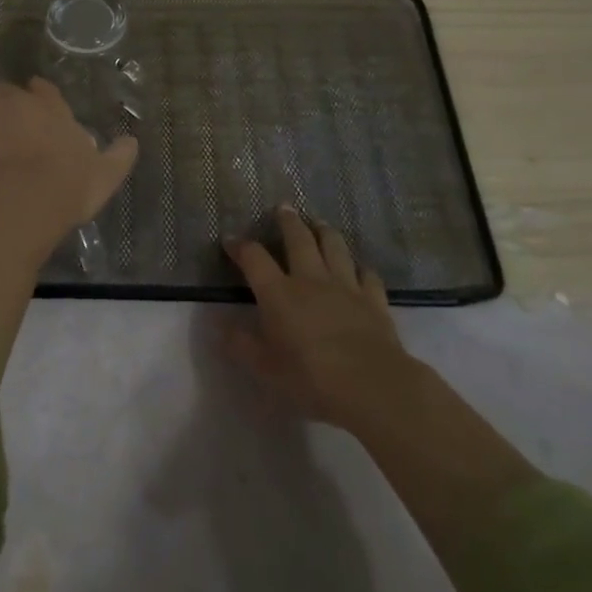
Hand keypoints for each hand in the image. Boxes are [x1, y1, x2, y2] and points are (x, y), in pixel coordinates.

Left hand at [0, 78, 138, 231]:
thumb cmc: (71, 182)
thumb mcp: (106, 173)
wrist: (28, 197)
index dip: (40, 94)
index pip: (44, 89)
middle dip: (9, 104)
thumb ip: (119, 155)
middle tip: (12, 128)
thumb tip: (132, 141)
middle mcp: (20, 104)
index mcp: (52, 109)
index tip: (38, 101)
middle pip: (8, 92)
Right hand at [223, 206, 418, 434]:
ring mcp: (345, 286)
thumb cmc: (311, 377)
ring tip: (319, 222)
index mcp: (279, 293)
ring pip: (334, 246)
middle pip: (298, 239)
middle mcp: (310, 279)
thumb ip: (240, 344)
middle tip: (283, 207)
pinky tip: (359, 268)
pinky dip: (360, 268)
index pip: (254, 258)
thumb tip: (217, 324)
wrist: (372, 385)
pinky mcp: (374, 299)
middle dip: (288, 221)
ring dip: (325, 231)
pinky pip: (367, 274)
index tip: (230, 240)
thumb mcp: (266, 368)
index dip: (240, 246)